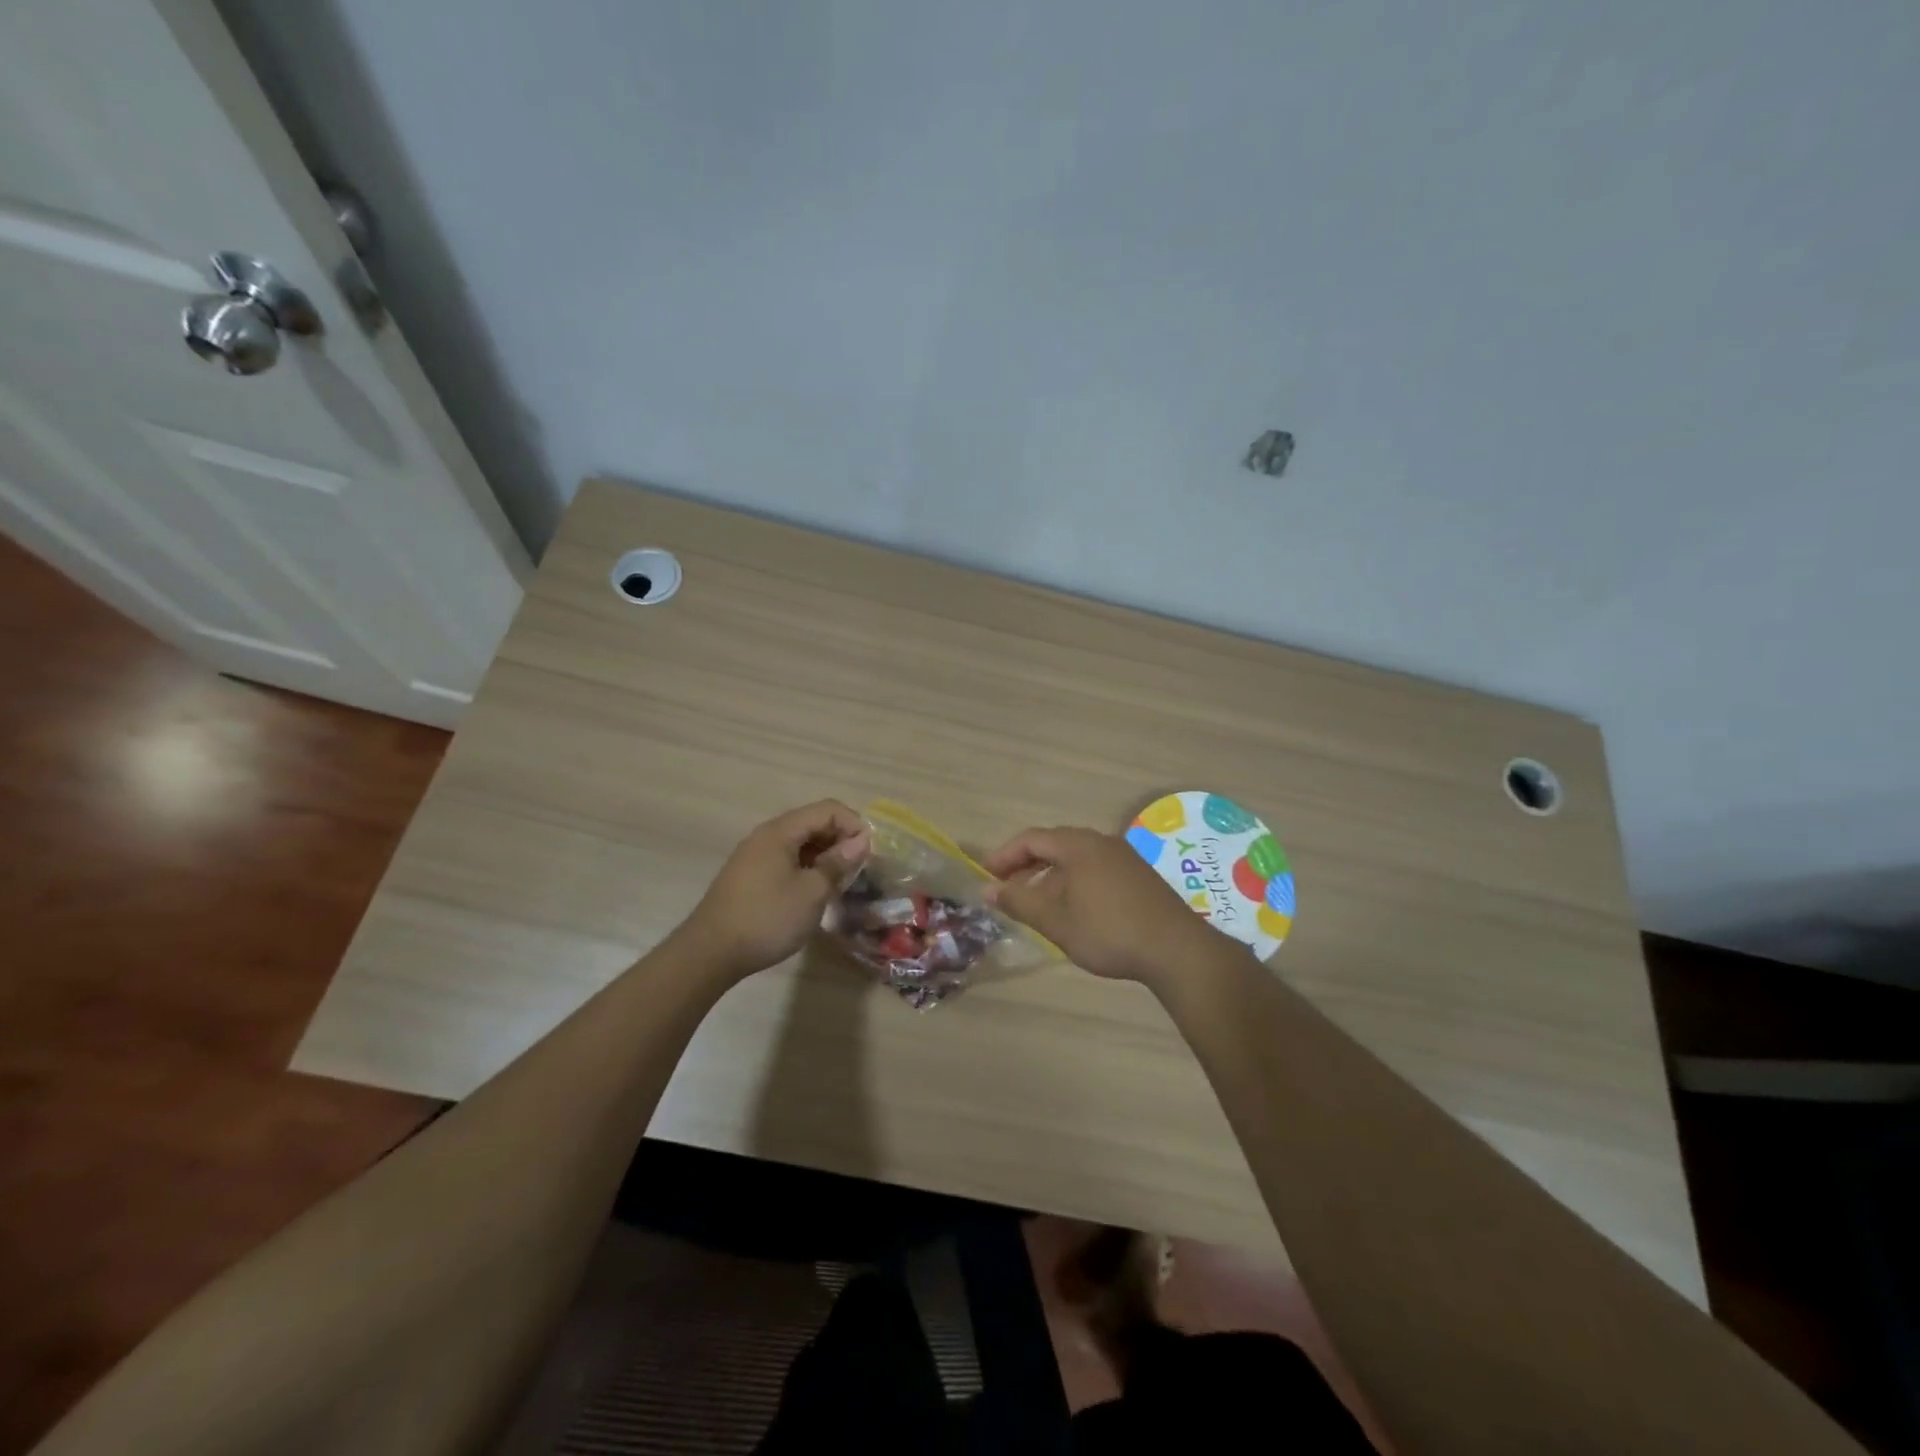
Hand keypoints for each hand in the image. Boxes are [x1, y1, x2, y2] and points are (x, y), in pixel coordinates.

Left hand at [676, 801, 869, 980]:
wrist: (710, 953)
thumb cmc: (767, 919)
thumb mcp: (811, 892)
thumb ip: (837, 863)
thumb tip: (860, 842)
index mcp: (781, 831)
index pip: (828, 810)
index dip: (854, 825)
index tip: (870, 854)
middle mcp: (766, 836)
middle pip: (813, 823)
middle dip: (841, 840)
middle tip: (860, 870)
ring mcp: (755, 856)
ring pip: (800, 844)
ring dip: (825, 857)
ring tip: (842, 883)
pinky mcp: (750, 876)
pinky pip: (787, 860)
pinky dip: (808, 868)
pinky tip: (816, 892)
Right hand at [983, 826, 1244, 989]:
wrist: (1177, 950)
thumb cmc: (1109, 932)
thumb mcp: (1056, 921)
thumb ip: (1019, 901)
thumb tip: (987, 889)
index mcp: (1078, 845)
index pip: (1031, 839)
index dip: (1004, 856)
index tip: (986, 877)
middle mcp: (1101, 842)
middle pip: (1054, 845)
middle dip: (1026, 866)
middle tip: (1006, 890)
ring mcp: (1124, 857)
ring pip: (1076, 858)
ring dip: (1050, 877)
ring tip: (1036, 905)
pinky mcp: (1139, 876)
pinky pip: (1095, 868)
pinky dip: (1074, 882)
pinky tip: (1073, 911)